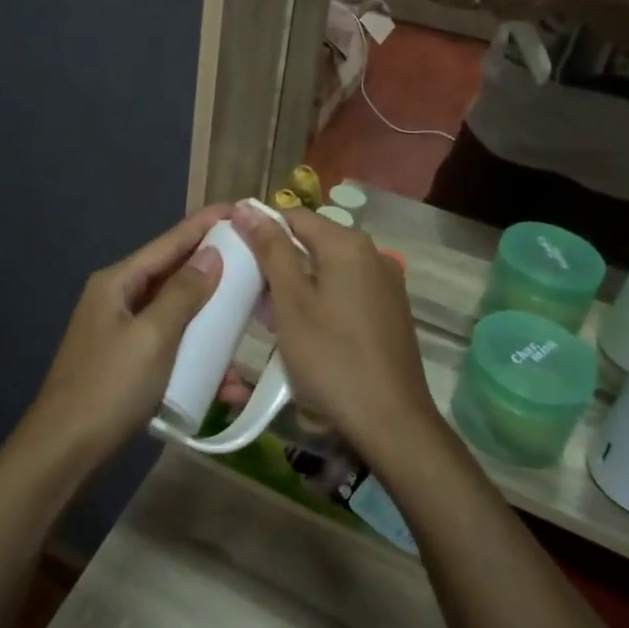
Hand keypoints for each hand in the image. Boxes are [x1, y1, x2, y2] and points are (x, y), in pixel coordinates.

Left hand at [18, 204, 231, 477]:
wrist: (64, 453)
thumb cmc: (109, 387)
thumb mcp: (153, 337)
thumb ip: (183, 293)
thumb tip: (211, 254)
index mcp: (118, 282)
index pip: (169, 242)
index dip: (204, 224)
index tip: (239, 209)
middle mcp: (118, 299)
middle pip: (174, 275)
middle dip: (214, 272)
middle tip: (255, 265)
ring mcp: (121, 332)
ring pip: (176, 314)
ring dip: (210, 322)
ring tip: (249, 326)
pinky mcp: (127, 363)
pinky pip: (170, 347)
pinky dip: (196, 356)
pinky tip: (226, 382)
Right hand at [229, 202, 440, 464]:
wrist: (392, 421)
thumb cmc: (331, 357)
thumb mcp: (291, 302)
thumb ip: (270, 249)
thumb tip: (246, 206)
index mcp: (348, 244)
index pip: (294, 216)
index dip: (261, 229)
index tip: (236, 254)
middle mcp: (373, 254)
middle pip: (313, 241)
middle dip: (279, 261)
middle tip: (253, 295)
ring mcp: (387, 283)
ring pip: (329, 268)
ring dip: (299, 283)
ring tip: (274, 316)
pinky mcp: (392, 310)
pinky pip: (348, 289)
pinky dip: (323, 299)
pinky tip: (308, 331)